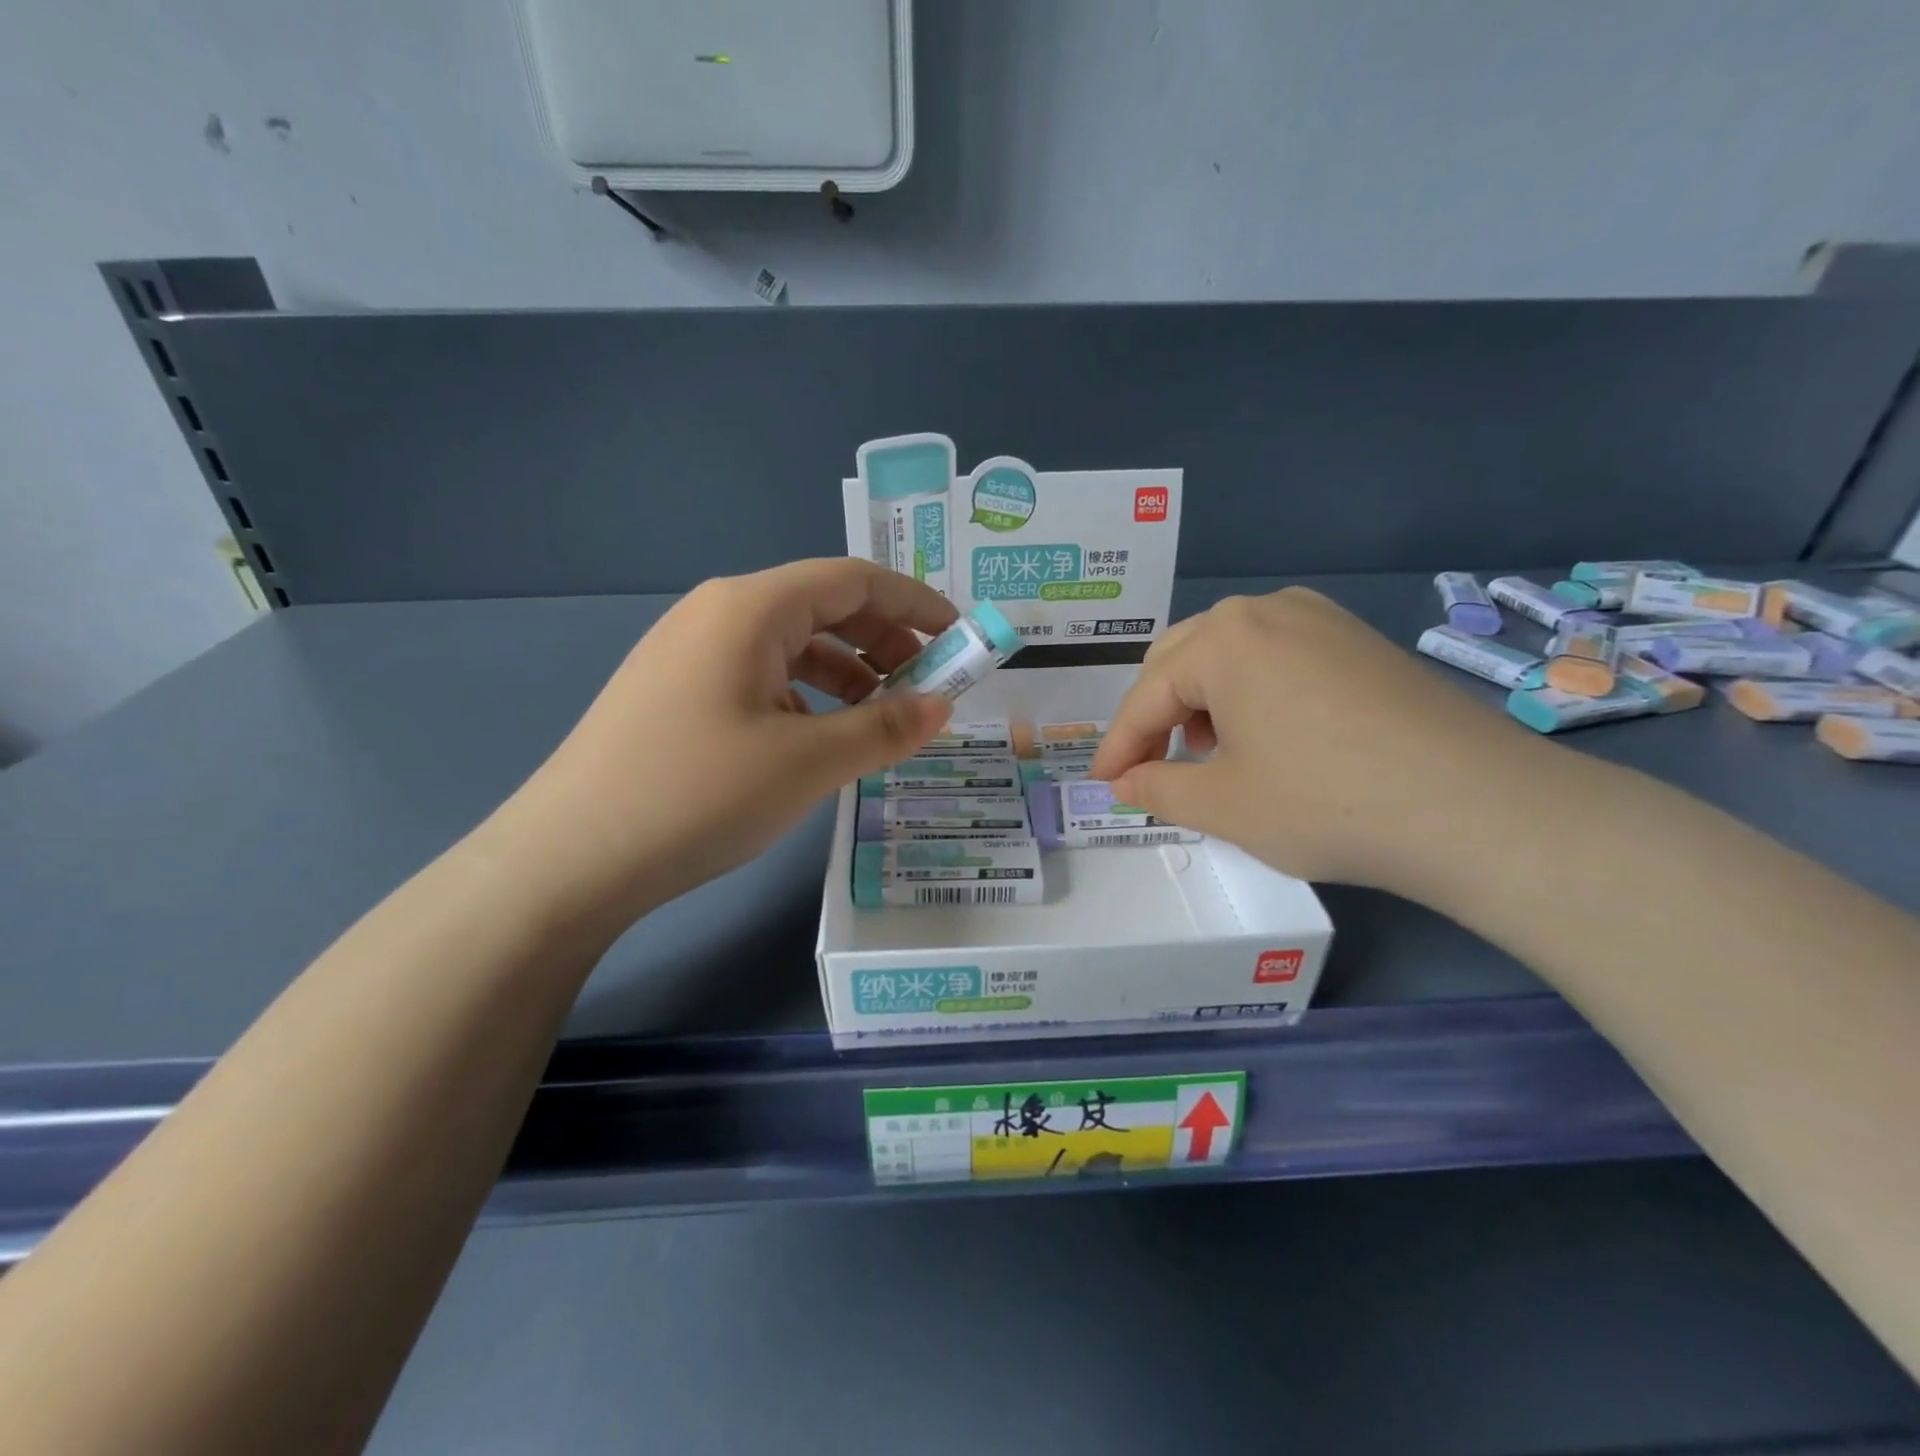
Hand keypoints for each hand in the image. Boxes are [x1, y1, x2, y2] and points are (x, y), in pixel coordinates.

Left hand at [485, 559, 955, 933]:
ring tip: (883, 718)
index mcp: (751, 608)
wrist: (570, 858)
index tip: (959, 637)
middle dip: (885, 641)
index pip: (854, 580)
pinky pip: (758, 676)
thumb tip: (941, 706)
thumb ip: (885, 727)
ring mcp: (689, 652)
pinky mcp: (674, 692)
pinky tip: (819, 739)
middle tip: (929, 684)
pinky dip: (804, 696)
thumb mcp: (808, 762)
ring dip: (847, 673)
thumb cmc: (699, 795)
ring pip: (790, 646)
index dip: (915, 603)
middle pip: (822, 607)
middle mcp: (718, 614)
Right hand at [1089, 588, 1549, 897]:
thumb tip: (1125, 782)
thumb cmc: (1327, 802)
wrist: (1479, 808)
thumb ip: (1158, 788)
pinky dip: (1251, 693)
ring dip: (1202, 700)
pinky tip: (1268, 736)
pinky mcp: (1360, 640)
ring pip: (1231, 654)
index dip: (1119, 745)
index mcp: (1223, 639)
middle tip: (1151, 766)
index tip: (1103, 784)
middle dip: (1157, 714)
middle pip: (1183, 659)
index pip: (1147, 695)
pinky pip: (1278, 657)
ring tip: (1211, 753)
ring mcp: (1322, 619)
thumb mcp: (1224, 805)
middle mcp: (1267, 611)